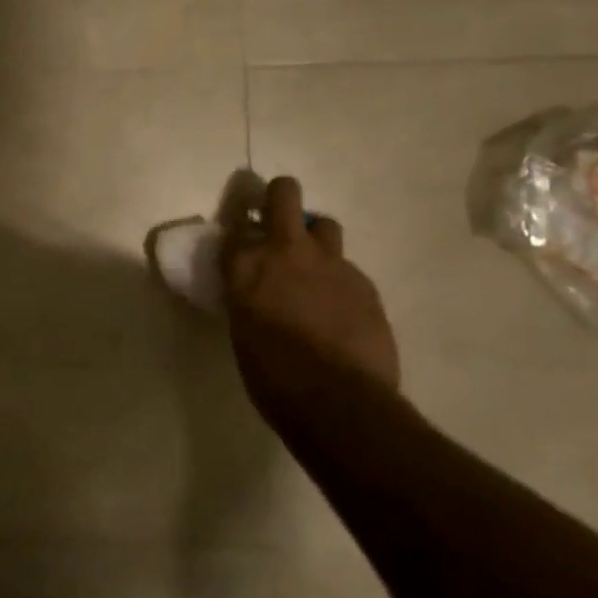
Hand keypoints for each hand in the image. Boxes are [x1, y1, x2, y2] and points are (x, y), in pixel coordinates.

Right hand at [223, 178, 400, 419]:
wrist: (340, 403)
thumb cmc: (274, 378)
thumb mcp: (243, 333)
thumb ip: (247, 298)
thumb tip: (254, 292)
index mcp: (246, 267)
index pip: (234, 229)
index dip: (237, 232)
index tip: (238, 243)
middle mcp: (286, 252)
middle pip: (284, 193)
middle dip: (279, 197)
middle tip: (276, 219)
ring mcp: (330, 263)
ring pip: (324, 225)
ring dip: (315, 239)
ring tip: (313, 267)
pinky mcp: (364, 282)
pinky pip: (347, 269)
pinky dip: (338, 281)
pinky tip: (339, 310)